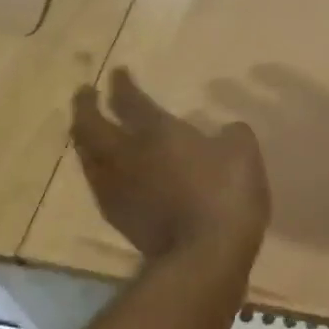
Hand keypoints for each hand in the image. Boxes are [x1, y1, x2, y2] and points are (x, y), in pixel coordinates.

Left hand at [71, 68, 270, 261]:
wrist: (204, 255)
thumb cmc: (225, 195)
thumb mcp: (244, 152)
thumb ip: (232, 134)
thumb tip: (226, 130)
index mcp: (156, 131)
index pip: (130, 100)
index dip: (122, 84)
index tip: (118, 72)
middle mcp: (127, 155)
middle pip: (90, 125)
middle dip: (85, 106)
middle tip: (84, 93)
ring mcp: (118, 189)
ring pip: (87, 156)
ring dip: (84, 138)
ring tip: (88, 130)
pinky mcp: (119, 218)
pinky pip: (99, 183)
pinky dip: (98, 168)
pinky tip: (108, 170)